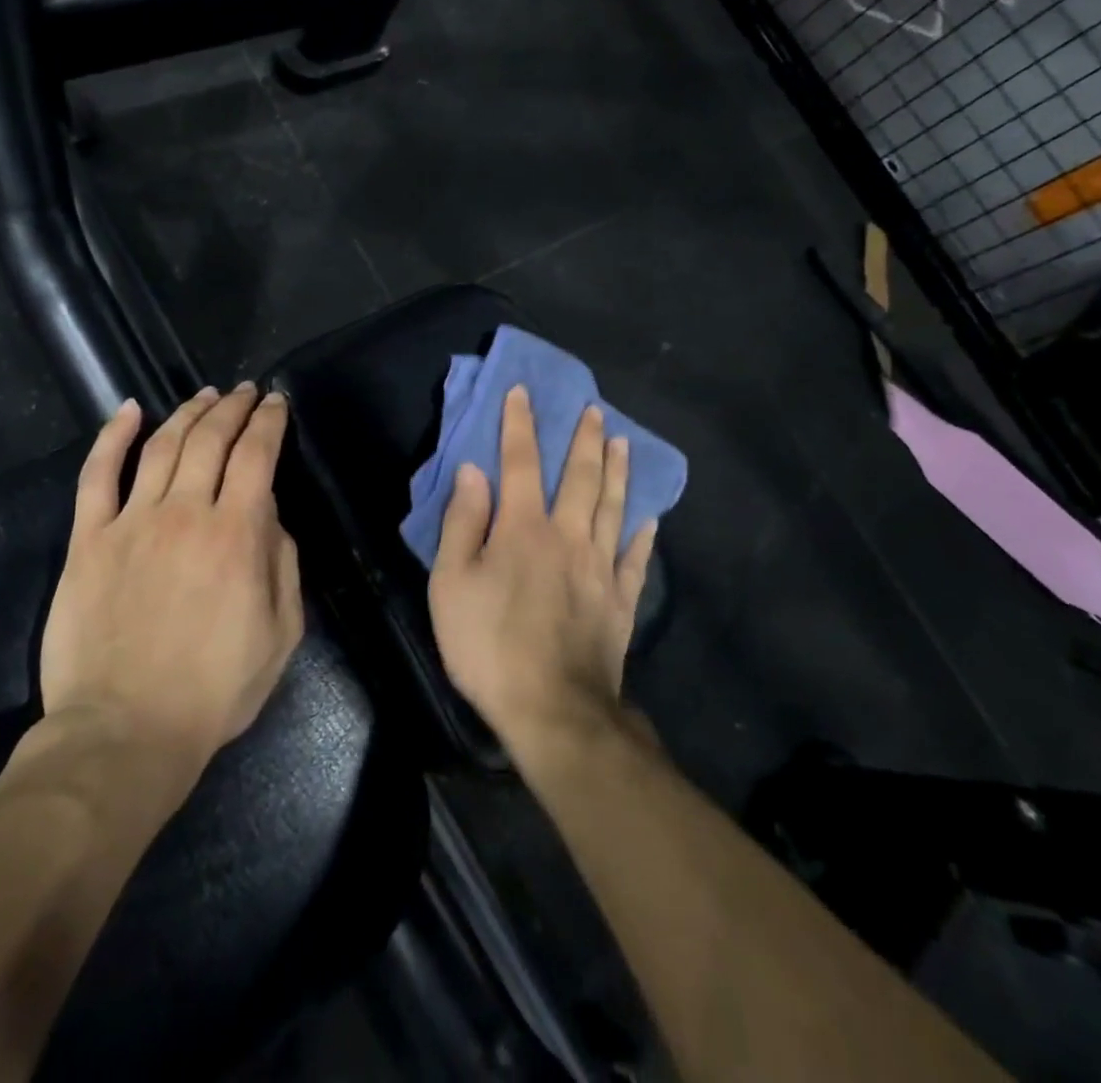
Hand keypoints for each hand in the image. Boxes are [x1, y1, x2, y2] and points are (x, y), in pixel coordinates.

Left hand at [37, 384, 304, 776]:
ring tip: (204, 395)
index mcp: (236, 535)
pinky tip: (129, 410)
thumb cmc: (213, 690)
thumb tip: (270, 515)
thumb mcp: (281, 633)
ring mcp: (131, 522)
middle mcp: (185, 513)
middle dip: (232, 407)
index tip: (276, 403)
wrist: (125, 732)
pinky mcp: (88, 540)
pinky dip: (113, 437)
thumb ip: (283, 564)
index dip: (269, 422)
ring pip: (162, 446)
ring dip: (187, 413)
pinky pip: (98, 475)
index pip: (257, 455)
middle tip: (244, 391)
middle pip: (211, 439)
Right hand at [428, 386, 657, 750]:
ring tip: (622, 441)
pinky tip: (649, 518)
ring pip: (612, 506)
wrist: (552, 709)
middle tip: (593, 408)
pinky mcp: (621, 600)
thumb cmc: (489, 645)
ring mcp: (600, 567)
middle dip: (582, 438)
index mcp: (523, 528)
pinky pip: (636, 558)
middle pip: (579, 476)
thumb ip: (462, 523)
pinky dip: (642, 534)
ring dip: (617, 471)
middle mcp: (567, 535)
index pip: (519, 462)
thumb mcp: (452, 585)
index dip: (519, 424)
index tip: (523, 392)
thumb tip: (473, 471)